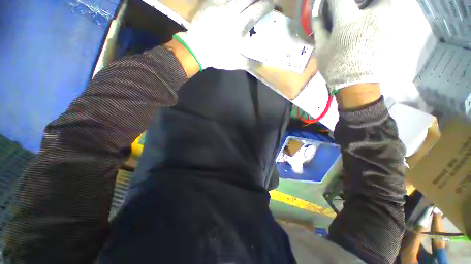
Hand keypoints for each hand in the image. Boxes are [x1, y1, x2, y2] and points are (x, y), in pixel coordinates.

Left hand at [174, 0, 273, 70]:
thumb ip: (250, 63)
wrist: (196, 49)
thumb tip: (262, 64)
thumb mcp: (235, 62)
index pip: (258, 10)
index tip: (272, 5)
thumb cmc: (217, 56)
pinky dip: (230, 0)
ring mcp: (219, 5)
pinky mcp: (210, 3)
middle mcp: (231, 11)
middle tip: (261, 1)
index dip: (267, 5)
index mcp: (239, 26)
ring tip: (248, 3)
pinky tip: (232, 5)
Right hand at [312, 0, 392, 91]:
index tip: (330, 5)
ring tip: (367, 15)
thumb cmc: (336, 67)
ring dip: (376, 5)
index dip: (332, 1)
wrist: (358, 84)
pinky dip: (385, 13)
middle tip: (358, 8)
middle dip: (363, 2)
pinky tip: (377, 22)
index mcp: (347, 22)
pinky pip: (394, 13)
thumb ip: (319, 30)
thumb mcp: (322, 51)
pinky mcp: (395, 30)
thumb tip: (316, 16)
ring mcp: (386, 22)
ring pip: (386, 3)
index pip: (339, 0)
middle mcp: (370, 16)